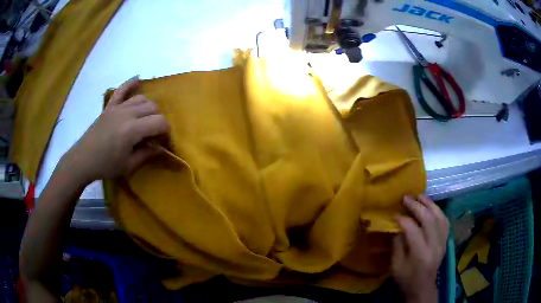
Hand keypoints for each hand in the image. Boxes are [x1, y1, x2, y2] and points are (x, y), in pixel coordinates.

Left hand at [62, 78, 169, 183]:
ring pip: (141, 98)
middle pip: (153, 107)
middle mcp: (127, 113)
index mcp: (132, 129)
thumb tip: (161, 147)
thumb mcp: (128, 165)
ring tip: (145, 119)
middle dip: (158, 120)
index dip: (166, 131)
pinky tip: (137, 79)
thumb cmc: (106, 165)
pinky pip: (121, 90)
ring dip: (148, 107)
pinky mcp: (109, 106)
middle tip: (153, 134)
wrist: (83, 160)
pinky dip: (130, 84)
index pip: (160, 122)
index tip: (163, 142)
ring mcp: (117, 107)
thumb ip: (147, 154)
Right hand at [391, 195, 448, 302]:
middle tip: (406, 198)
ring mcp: (442, 242)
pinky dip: (438, 211)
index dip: (403, 219)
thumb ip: (397, 245)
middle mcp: (434, 245)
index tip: (394, 214)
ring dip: (429, 204)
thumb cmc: (406, 279)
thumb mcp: (396, 266)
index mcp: (420, 254)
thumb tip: (398, 227)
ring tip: (420, 196)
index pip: (413, 230)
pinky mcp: (445, 241)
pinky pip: (445, 221)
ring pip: (439, 217)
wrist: (423, 288)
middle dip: (416, 206)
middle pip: (428, 219)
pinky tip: (432, 207)